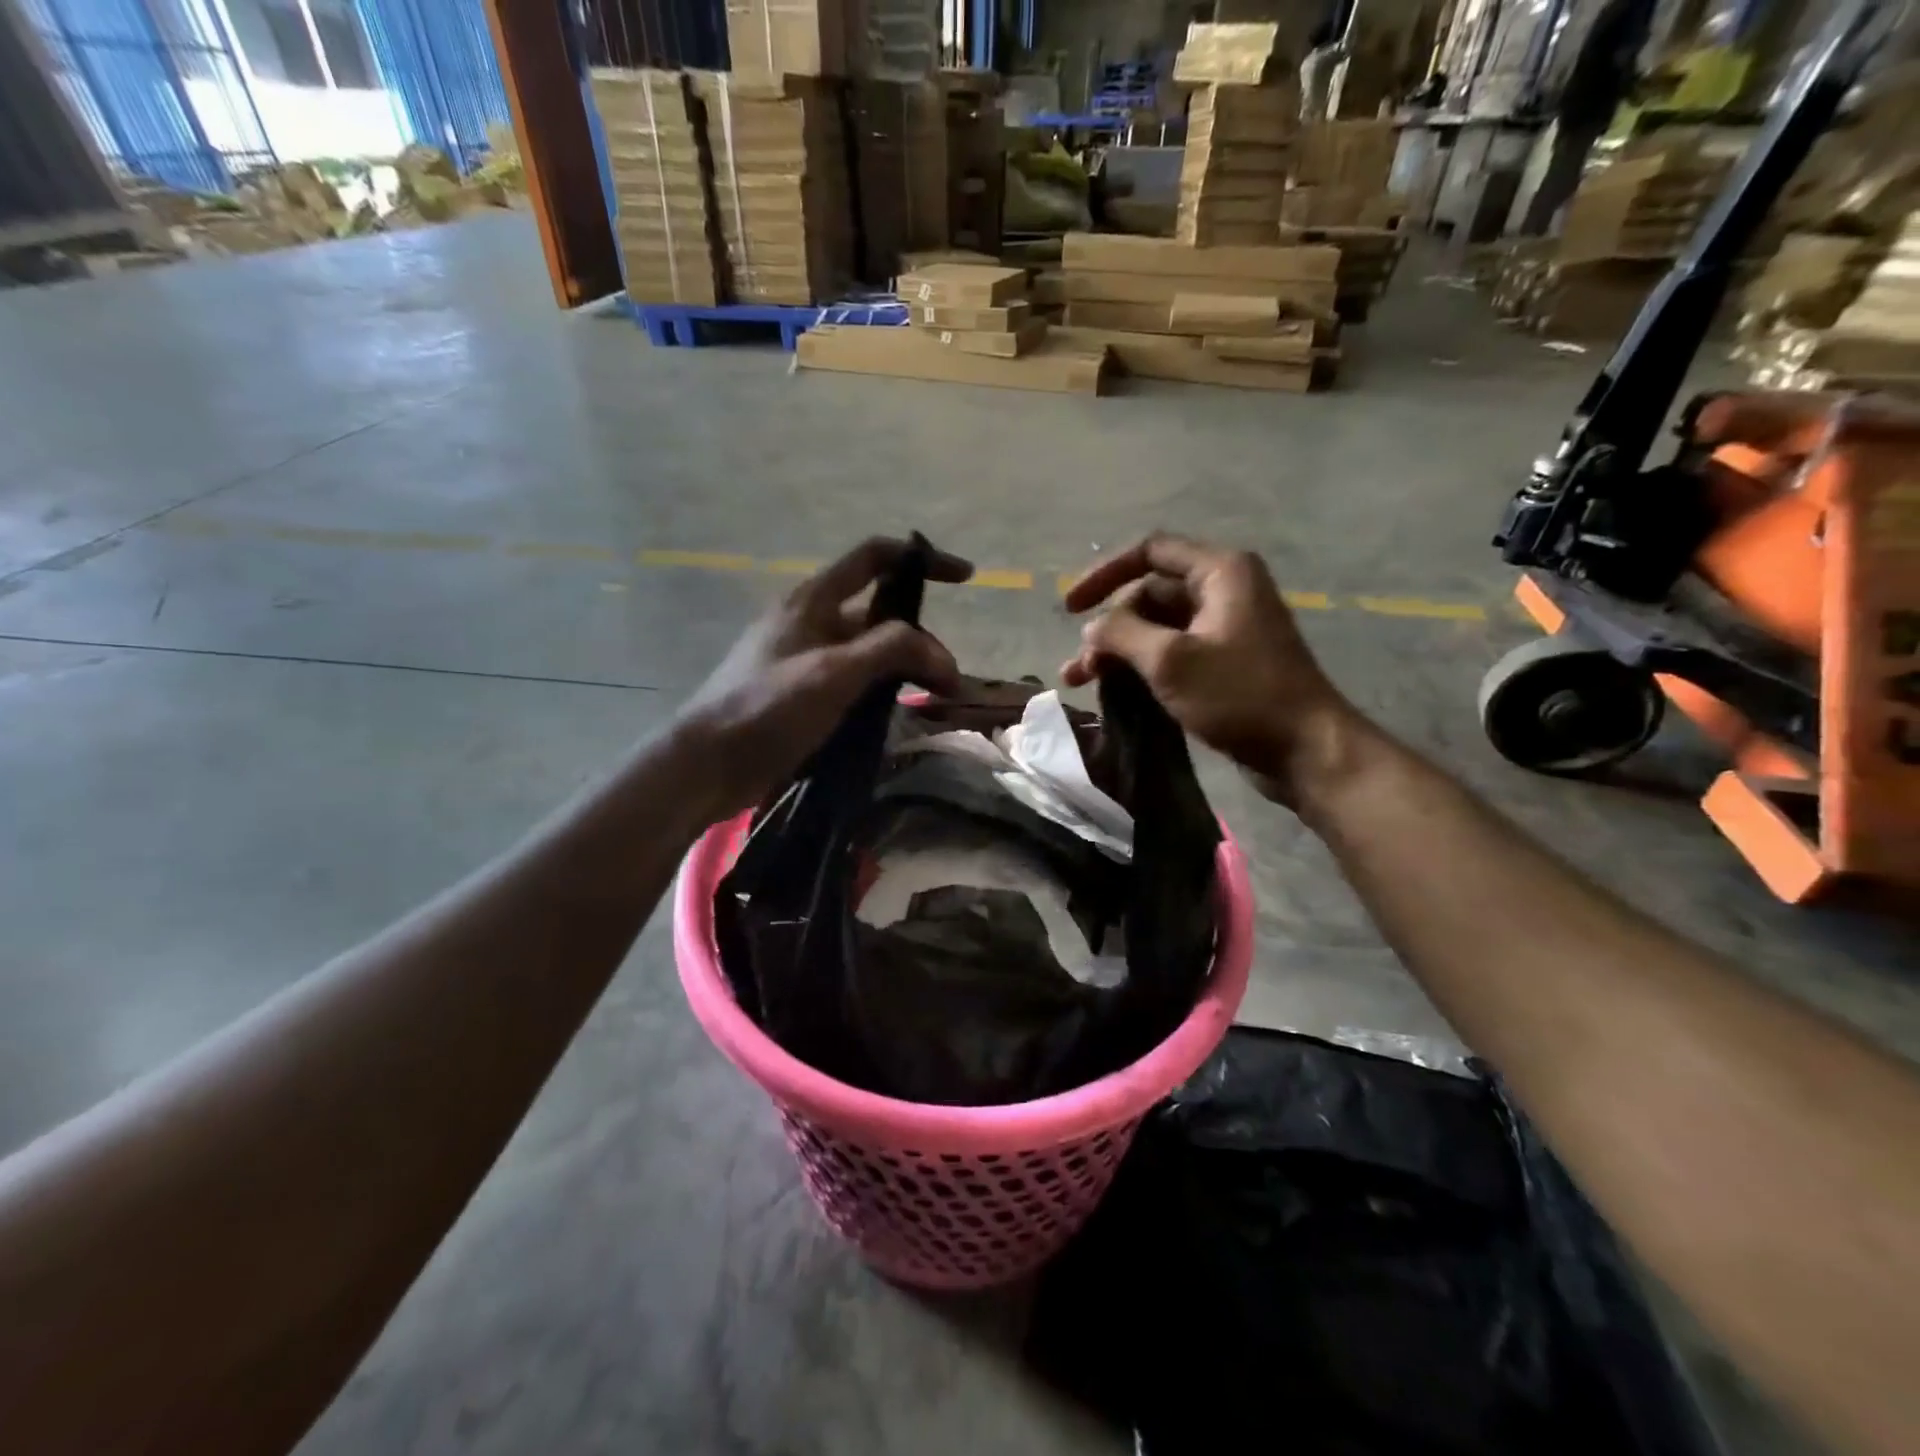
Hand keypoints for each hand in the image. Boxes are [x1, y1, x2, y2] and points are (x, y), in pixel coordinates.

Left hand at [676, 537, 971, 816]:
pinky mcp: (804, 694)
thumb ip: (891, 650)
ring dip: (905, 668)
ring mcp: (807, 659)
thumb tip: (941, 655)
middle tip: (947, 679)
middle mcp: (812, 622)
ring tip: (932, 700)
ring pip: (871, 652)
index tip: (965, 577)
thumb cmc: (768, 707)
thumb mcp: (834, 673)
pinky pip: (855, 681)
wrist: (709, 762)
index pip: (875, 558)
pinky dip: (883, 691)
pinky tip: (898, 716)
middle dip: (921, 638)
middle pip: (881, 613)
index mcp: (814, 600)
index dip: (921, 559)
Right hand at [1060, 532, 1359, 804]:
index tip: (1070, 608)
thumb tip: (1092, 627)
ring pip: (1156, 628)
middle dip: (1109, 628)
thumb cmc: (1240, 695)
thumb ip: (1121, 634)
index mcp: (1220, 571)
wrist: (1304, 750)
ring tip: (1082, 682)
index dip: (1103, 574)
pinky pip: (1171, 653)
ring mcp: (1224, 628)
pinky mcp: (1223, 663)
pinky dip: (1141, 667)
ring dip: (1118, 651)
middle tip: (1080, 669)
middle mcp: (1223, 590)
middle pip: (1149, 594)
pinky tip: (1114, 691)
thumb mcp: (1170, 660)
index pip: (1149, 552)